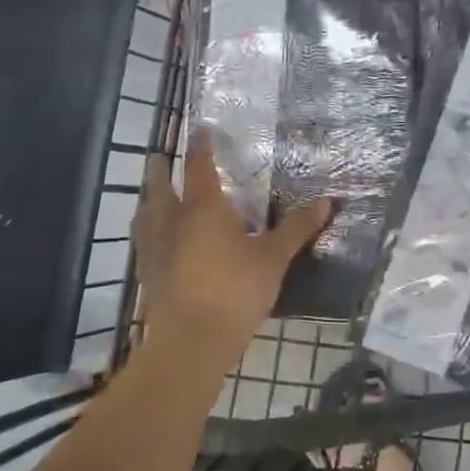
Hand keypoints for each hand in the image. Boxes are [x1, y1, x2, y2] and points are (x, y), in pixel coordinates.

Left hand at [134, 132, 332, 375]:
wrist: (192, 339)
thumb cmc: (236, 290)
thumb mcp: (274, 258)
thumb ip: (297, 229)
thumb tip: (326, 201)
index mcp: (203, 208)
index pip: (199, 166)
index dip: (201, 146)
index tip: (201, 131)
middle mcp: (173, 220)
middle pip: (160, 186)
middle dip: (160, 170)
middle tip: (158, 157)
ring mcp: (155, 248)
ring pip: (145, 214)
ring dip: (148, 200)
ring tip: (150, 196)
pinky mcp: (147, 274)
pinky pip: (143, 243)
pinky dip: (146, 233)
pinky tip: (152, 242)